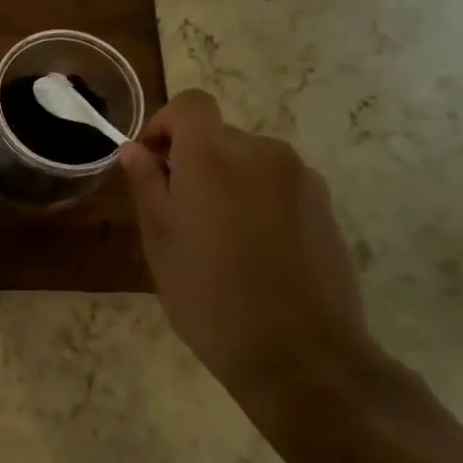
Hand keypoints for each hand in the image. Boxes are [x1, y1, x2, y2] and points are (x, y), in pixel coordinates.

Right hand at [118, 89, 385, 417]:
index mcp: (214, 157)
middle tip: (179, 217)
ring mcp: (301, 179)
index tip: (152, 165)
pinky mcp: (326, 207)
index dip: (165, 125)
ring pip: (250, 163)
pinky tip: (256, 254)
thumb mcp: (161, 244)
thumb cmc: (211, 298)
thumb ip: (147, 187)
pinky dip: (259, 202)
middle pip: (219, 136)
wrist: (302, 356)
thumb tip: (135, 151)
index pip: (190, 105)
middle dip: (194, 163)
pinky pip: (278, 187)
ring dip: (228, 183)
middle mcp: (263, 153)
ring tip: (220, 241)